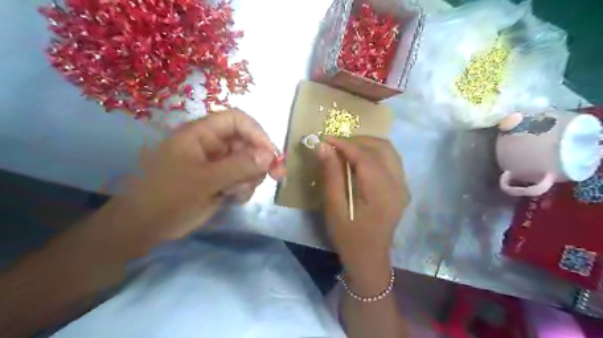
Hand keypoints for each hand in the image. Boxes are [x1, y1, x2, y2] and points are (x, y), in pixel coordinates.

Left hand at [105, 110, 280, 254]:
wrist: (142, 228)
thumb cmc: (167, 198)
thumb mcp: (204, 181)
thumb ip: (238, 166)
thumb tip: (270, 155)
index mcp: (201, 134)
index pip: (238, 120)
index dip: (258, 134)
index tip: (272, 156)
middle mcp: (211, 144)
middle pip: (247, 143)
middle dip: (259, 162)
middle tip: (271, 179)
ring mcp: (216, 163)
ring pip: (248, 163)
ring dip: (250, 178)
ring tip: (235, 193)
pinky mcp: (219, 180)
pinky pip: (242, 178)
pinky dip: (243, 188)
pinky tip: (232, 198)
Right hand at [316, 137, 408, 292]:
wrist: (369, 258)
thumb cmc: (348, 237)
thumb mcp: (334, 208)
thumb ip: (332, 175)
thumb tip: (324, 148)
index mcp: (382, 192)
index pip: (365, 156)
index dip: (345, 144)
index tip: (326, 138)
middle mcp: (398, 185)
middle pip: (382, 147)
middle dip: (357, 140)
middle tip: (335, 144)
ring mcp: (403, 186)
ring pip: (388, 151)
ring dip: (366, 145)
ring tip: (345, 149)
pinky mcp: (401, 188)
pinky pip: (390, 160)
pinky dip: (373, 153)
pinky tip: (358, 160)